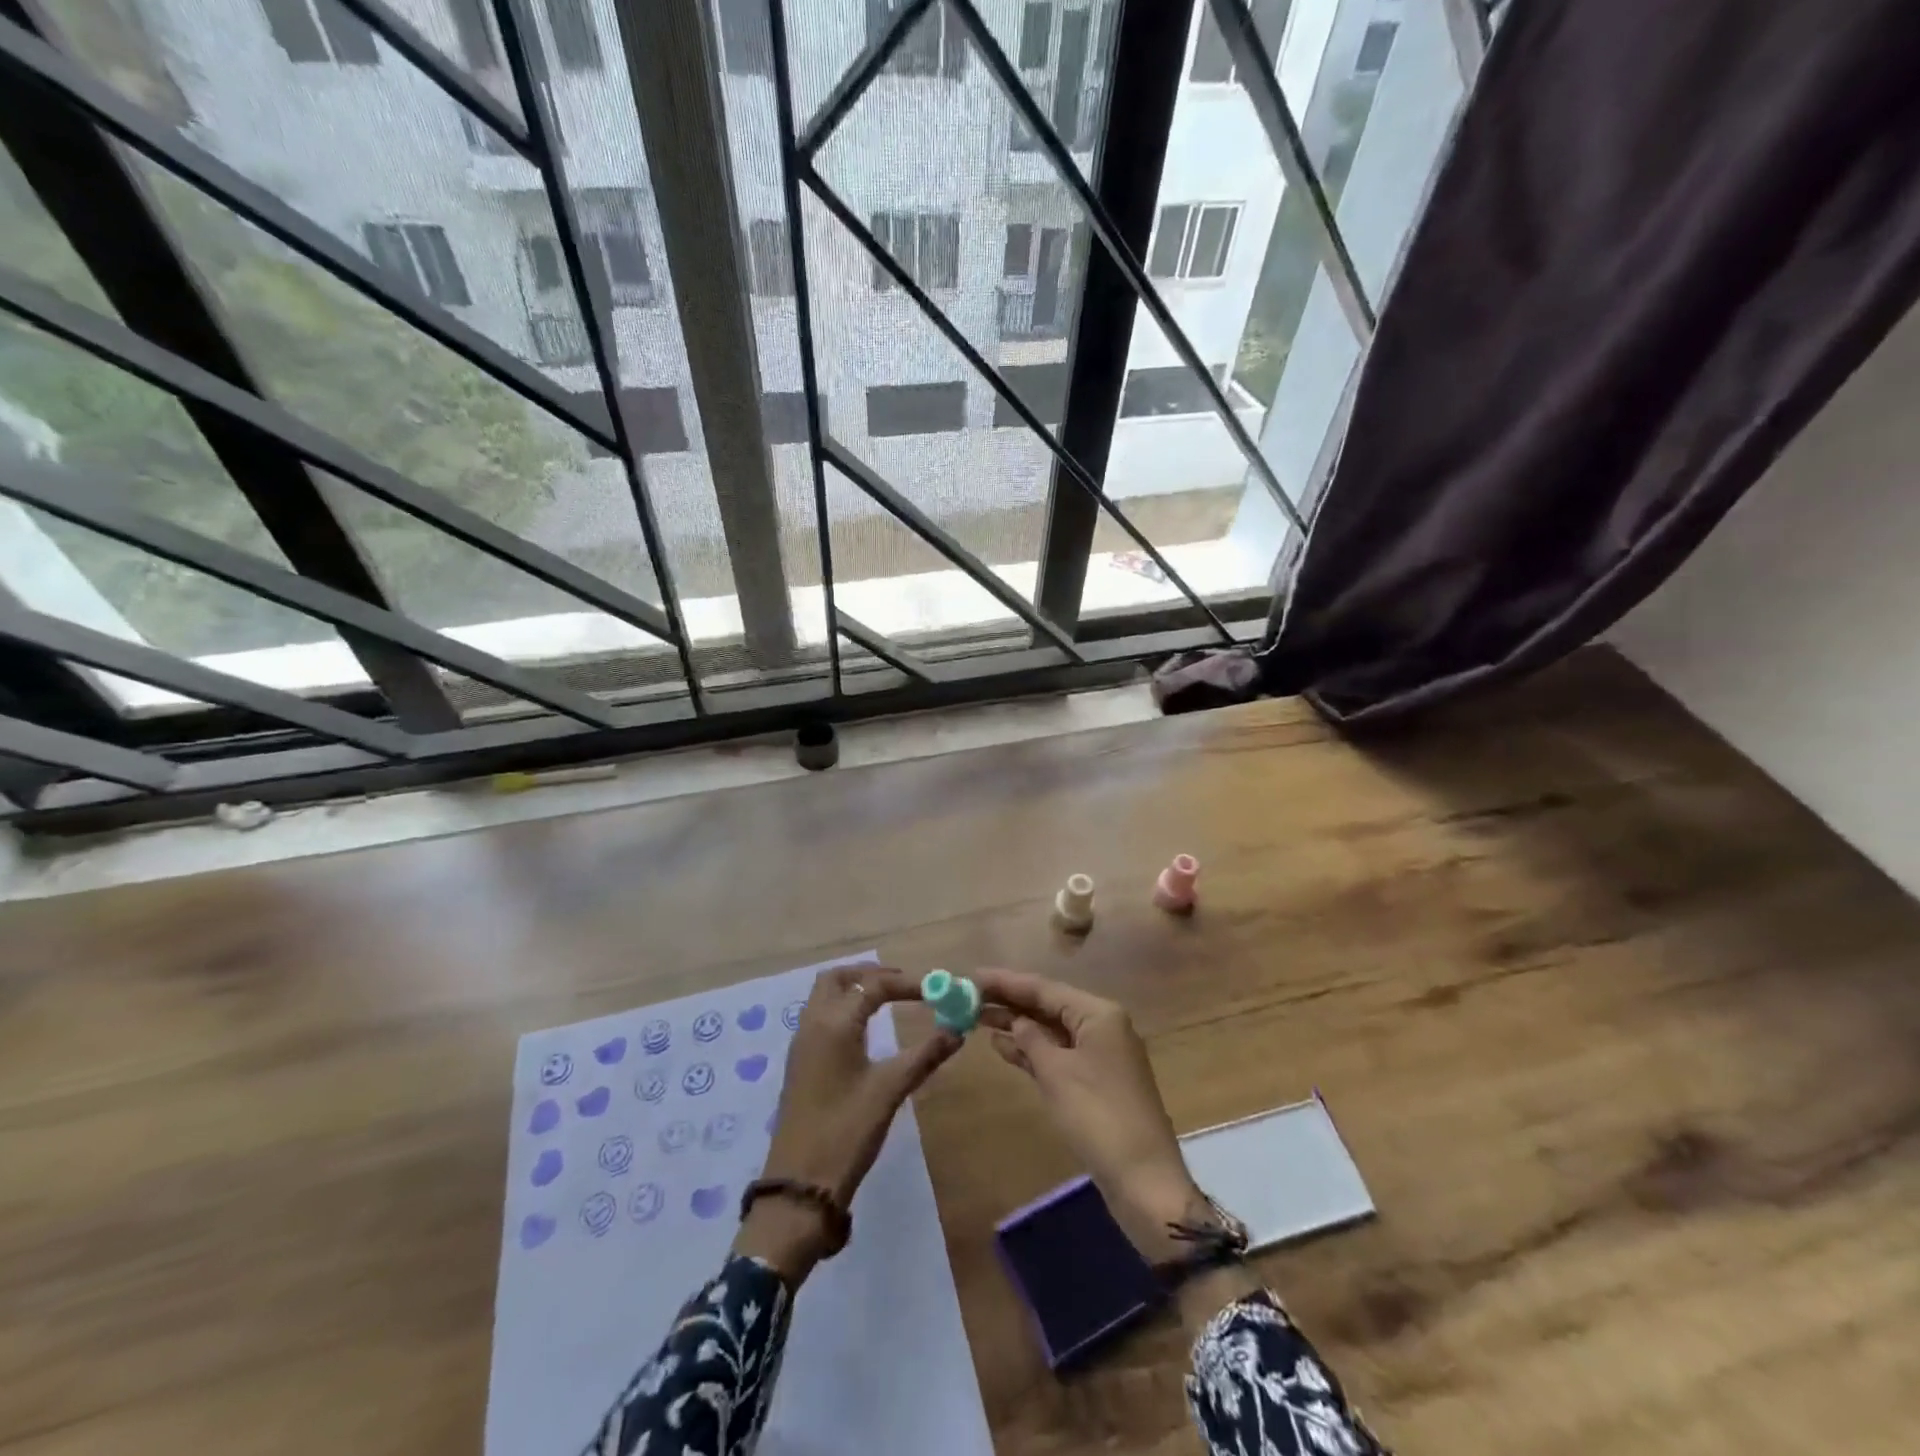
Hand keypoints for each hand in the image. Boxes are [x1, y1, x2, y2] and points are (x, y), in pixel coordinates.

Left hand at [736, 966, 959, 1280]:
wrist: (799, 1188)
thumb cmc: (846, 1133)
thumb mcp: (889, 1091)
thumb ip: (924, 1055)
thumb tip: (958, 1030)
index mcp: (833, 1024)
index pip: (873, 985)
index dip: (907, 983)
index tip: (936, 989)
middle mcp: (812, 1024)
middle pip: (838, 978)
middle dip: (871, 974)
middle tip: (904, 985)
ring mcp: (802, 1044)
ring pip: (825, 996)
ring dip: (855, 988)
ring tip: (889, 1000)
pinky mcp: (800, 1063)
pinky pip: (820, 1016)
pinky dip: (844, 1007)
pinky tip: (866, 1029)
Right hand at [974, 968, 1208, 1263]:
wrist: (1143, 1179)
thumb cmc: (1098, 1117)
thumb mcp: (1057, 1073)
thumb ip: (1031, 1040)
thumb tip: (1015, 1021)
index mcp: (1098, 1014)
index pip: (1044, 988)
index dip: (1007, 982)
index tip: (973, 976)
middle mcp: (1102, 1025)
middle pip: (1048, 1005)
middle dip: (1010, 1002)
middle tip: (969, 996)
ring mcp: (1100, 1054)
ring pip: (1051, 1030)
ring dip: (1017, 1025)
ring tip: (976, 1018)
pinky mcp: (1095, 1080)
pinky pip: (1057, 1053)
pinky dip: (1032, 1050)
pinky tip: (1002, 1046)